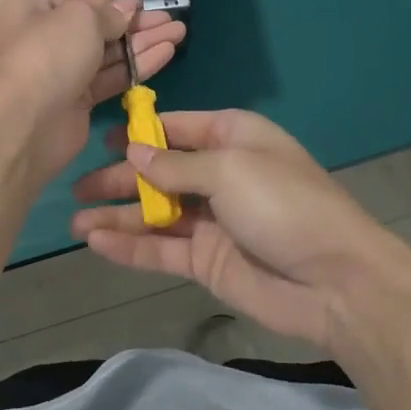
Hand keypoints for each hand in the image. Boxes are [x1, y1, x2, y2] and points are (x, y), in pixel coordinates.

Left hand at [0, 0, 186, 184]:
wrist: (27, 123)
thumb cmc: (48, 53)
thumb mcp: (81, 18)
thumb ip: (109, 12)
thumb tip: (128, 7)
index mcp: (27, 7)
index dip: (111, 2)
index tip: (142, 4)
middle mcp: (39, 36)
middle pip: (95, 26)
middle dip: (135, 23)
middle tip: (170, 19)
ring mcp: (57, 71)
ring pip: (106, 52)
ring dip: (142, 43)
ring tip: (179, 32)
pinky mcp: (75, 101)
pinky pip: (109, 77)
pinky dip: (136, 65)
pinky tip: (166, 53)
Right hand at [71, 110, 410, 351]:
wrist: (336, 281)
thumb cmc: (283, 204)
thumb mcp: (229, 169)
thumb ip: (176, 164)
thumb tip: (133, 151)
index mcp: (232, 137)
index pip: (176, 128)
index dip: (139, 132)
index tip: (100, 139)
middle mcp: (219, 174)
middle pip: (159, 171)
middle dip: (119, 178)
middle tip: (75, 186)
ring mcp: (211, 220)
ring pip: (155, 213)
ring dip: (117, 214)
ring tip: (74, 221)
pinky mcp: (207, 261)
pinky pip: (161, 249)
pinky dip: (130, 246)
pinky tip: (97, 243)